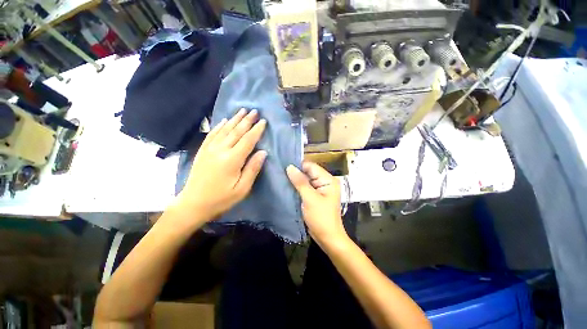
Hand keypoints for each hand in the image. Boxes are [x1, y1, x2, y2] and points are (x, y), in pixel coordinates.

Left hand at [176, 108, 266, 222]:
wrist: (193, 203)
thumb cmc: (221, 198)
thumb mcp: (242, 188)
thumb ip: (252, 169)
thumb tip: (263, 152)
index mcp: (232, 160)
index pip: (247, 140)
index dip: (256, 130)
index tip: (263, 121)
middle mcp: (220, 150)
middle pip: (236, 131)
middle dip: (247, 120)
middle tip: (255, 110)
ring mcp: (209, 149)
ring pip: (225, 130)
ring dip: (235, 119)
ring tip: (243, 110)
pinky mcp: (203, 151)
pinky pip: (212, 134)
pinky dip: (219, 126)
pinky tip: (224, 120)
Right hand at [286, 161, 347, 245]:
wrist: (327, 238)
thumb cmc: (321, 218)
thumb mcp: (310, 199)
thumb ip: (300, 182)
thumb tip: (289, 167)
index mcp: (328, 179)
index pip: (311, 166)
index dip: (298, 165)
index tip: (283, 166)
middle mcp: (325, 181)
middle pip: (308, 172)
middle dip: (295, 173)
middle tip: (280, 173)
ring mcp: (320, 189)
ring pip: (305, 180)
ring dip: (295, 180)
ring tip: (281, 178)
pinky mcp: (315, 195)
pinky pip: (305, 187)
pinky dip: (297, 187)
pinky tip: (287, 186)